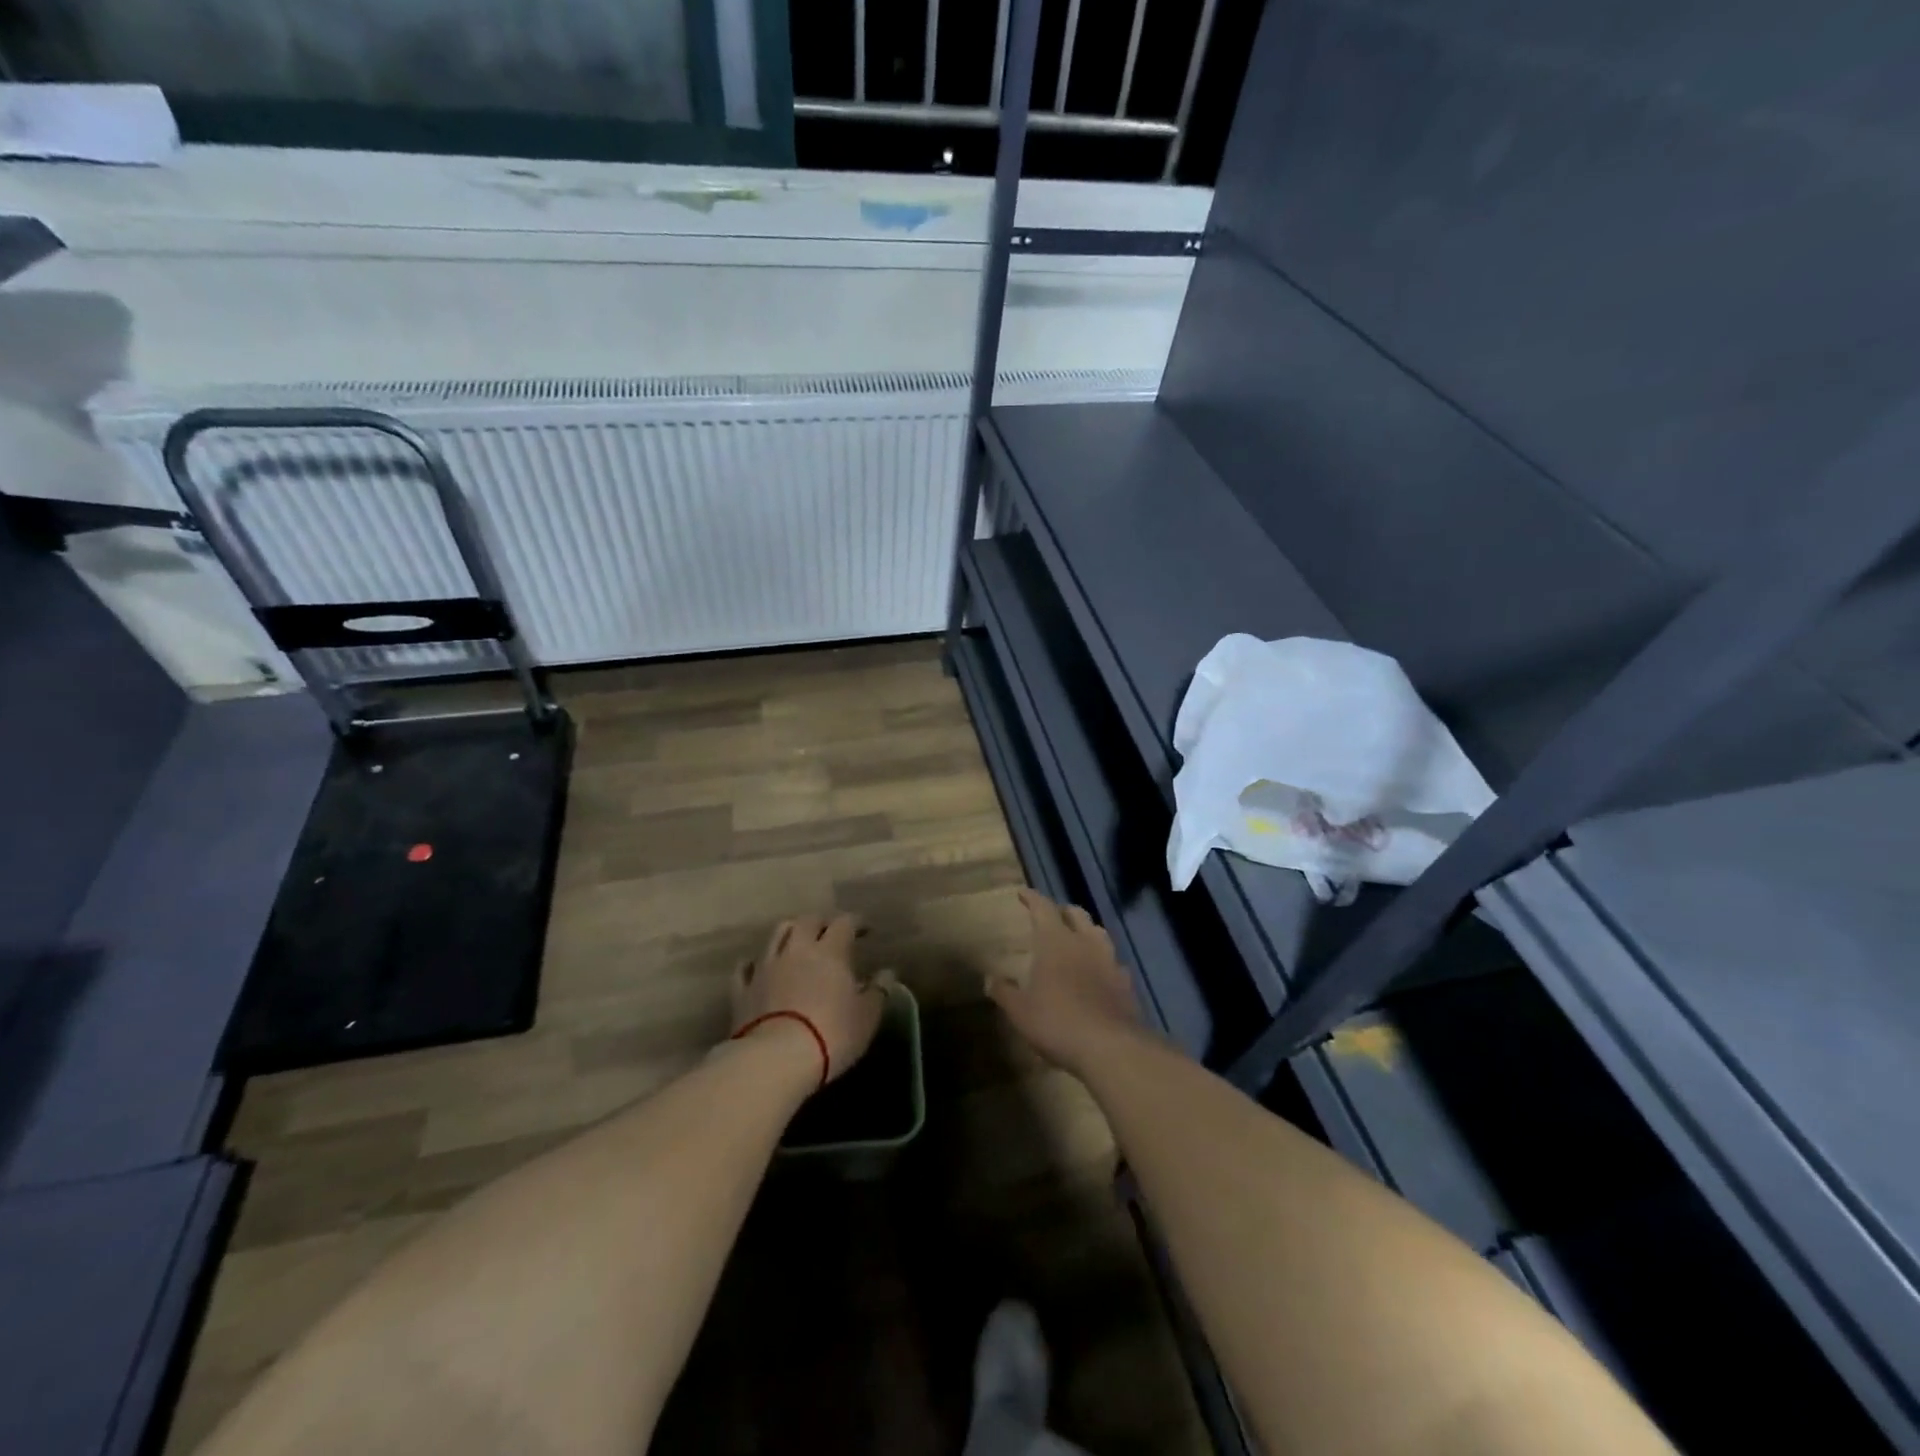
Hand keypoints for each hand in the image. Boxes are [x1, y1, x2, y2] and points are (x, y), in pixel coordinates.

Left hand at [732, 914, 885, 1083]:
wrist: (775, 1060)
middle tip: (831, 933)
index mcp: (830, 951)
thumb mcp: (867, 1017)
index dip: (856, 922)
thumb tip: (887, 973)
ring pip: (776, 935)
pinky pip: (745, 967)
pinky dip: (755, 963)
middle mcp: (796, 949)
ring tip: (798, 943)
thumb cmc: (831, 1034)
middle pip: (807, 921)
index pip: (844, 923)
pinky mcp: (742, 990)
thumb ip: (878, 991)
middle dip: (821, 922)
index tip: (865, 930)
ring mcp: (765, 967)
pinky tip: (759, 967)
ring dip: (789, 933)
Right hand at [987, 889, 1143, 1075]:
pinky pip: (1113, 961)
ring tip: (1076, 939)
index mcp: (1056, 941)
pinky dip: (1102, 961)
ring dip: (1086, 931)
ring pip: (1098, 933)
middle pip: (1076, 914)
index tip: (1023, 893)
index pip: (1043, 908)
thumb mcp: (1020, 1011)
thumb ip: (1004, 992)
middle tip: (1051, 916)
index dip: (1032, 898)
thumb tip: (989, 979)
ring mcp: (1110, 961)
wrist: (1110, 1048)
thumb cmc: (1058, 1022)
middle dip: (1062, 911)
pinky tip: (1098, 972)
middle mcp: (1085, 943)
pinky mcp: (1126, 983)